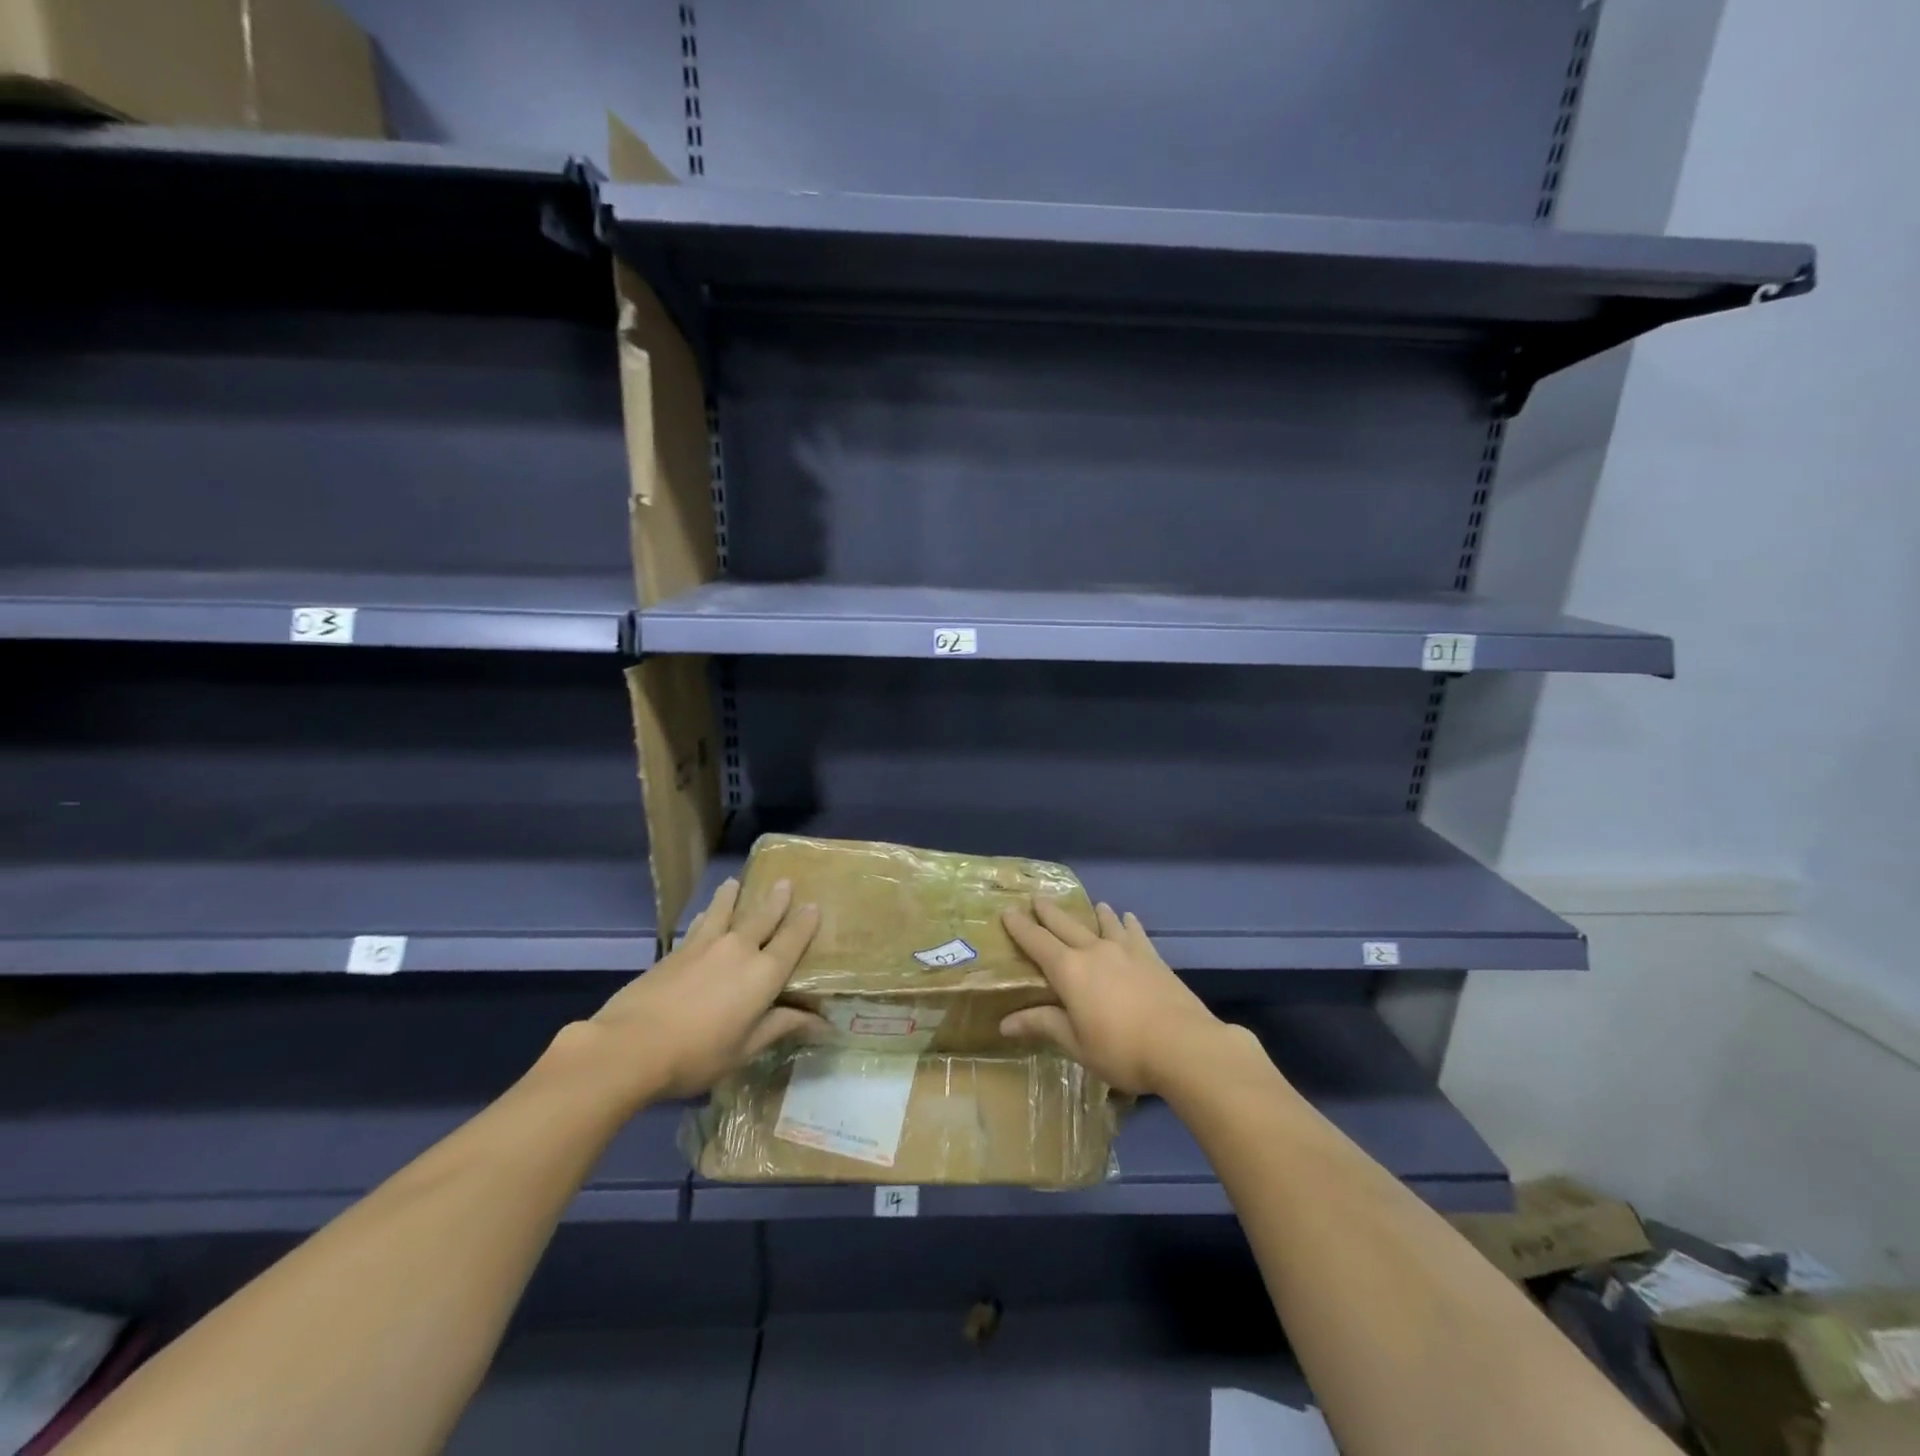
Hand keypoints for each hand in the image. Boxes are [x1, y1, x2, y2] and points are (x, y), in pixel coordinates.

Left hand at [582, 877, 824, 1100]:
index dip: (805, 923)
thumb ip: (781, 1027)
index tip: (814, 906)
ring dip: (732, 896)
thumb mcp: (745, 1049)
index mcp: (763, 974)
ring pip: (724, 912)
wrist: (631, 1045)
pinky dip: (706, 916)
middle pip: (762, 918)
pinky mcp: (677, 950)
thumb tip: (823, 1023)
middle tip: (784, 882)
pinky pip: (699, 924)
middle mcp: (739, 950)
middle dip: (776, 900)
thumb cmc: (697, 1054)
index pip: (792, 941)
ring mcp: (705, 946)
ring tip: (734, 882)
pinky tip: (702, 914)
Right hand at [999, 897, 1231, 1095]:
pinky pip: (1135, 933)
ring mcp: (1125, 951)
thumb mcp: (1077, 1044)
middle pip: (1066, 925)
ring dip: (1094, 913)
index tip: (1007, 911)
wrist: (1182, 1044)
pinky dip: (1128, 923)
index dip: (1020, 927)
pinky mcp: (1152, 957)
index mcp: (1069, 971)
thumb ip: (1043, 1025)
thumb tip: (1004, 1023)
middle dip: (1049, 912)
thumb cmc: (1121, 1049)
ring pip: (1103, 923)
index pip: (1037, 942)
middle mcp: (1094, 951)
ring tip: (1093, 904)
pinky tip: (1129, 917)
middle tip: (1037, 899)